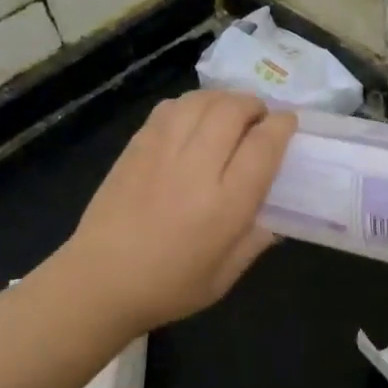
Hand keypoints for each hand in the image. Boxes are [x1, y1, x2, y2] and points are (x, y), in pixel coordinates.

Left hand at [57, 90, 295, 334]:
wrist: (99, 282)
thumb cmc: (168, 287)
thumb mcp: (224, 276)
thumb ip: (255, 240)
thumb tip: (274, 216)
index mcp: (226, 204)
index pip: (264, 145)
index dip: (282, 126)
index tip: (287, 125)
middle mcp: (197, 168)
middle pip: (233, 110)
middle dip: (254, 105)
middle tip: (259, 118)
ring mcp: (162, 152)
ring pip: (201, 101)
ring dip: (223, 99)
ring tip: (229, 114)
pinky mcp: (136, 147)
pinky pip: (169, 108)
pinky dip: (190, 105)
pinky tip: (194, 119)